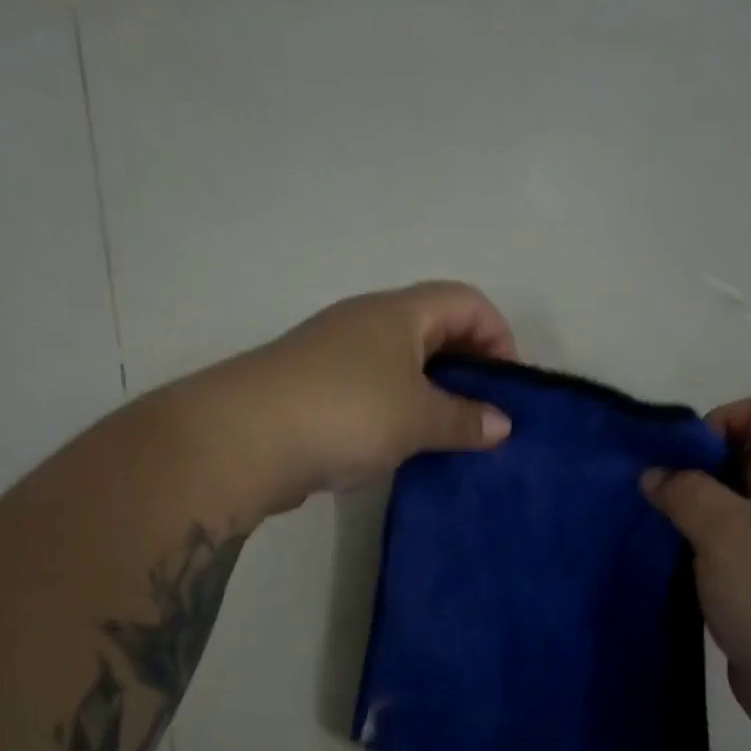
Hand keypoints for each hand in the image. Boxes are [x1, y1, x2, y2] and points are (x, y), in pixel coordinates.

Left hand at [239, 282, 516, 505]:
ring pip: (400, 365)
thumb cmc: (346, 412)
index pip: (466, 301)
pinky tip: (398, 449)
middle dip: (467, 368)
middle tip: (483, 416)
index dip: (498, 335)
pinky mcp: (312, 391)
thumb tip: (502, 425)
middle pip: (434, 330)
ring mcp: (334, 356)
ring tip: (446, 439)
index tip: (507, 386)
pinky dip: (394, 414)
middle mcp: (366, 323)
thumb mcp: (416, 417)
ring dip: (430, 396)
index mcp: (398, 313)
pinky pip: (370, 393)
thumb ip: (464, 420)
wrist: (243, 439)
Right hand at [642, 397, 750, 724]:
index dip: (722, 420)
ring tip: (656, 529)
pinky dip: (697, 547)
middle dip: (695, 466)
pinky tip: (670, 565)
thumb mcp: (724, 530)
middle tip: (656, 494)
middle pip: (745, 457)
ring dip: (691, 510)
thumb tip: (656, 475)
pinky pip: (726, 547)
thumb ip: (685, 491)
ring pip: (731, 506)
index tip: (681, 458)